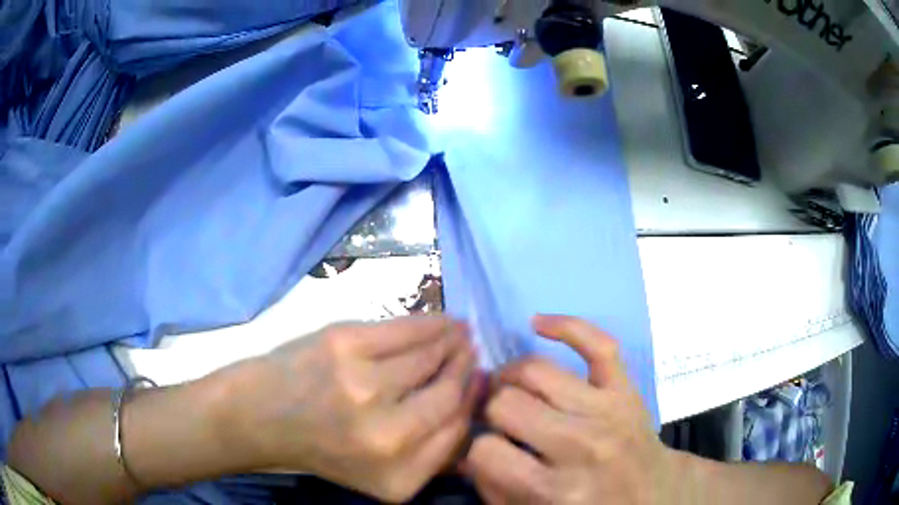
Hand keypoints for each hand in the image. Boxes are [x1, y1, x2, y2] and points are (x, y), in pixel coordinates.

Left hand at [225, 316, 482, 501]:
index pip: (457, 430)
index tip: (479, 381)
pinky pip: (405, 329)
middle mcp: (386, 436)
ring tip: (461, 333)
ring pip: (430, 355)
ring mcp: (362, 385)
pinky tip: (443, 321)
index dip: (473, 401)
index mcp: (399, 476)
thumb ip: (431, 454)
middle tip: (472, 352)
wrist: (261, 416)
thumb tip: (473, 399)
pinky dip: (431, 323)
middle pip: (448, 393)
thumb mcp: (380, 475)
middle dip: (466, 369)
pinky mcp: (343, 343)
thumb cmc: (322, 447)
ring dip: (453, 341)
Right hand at [464, 315, 680, 504]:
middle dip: (490, 410)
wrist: (651, 496)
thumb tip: (462, 450)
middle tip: (495, 419)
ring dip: (510, 377)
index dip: (474, 450)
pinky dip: (565, 326)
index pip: (485, 451)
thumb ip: (492, 487)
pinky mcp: (627, 389)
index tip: (482, 451)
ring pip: (537, 371)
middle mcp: (582, 446)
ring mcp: (608, 411)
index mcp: (556, 491)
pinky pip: (598, 344)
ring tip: (508, 388)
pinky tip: (538, 324)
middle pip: (507, 404)